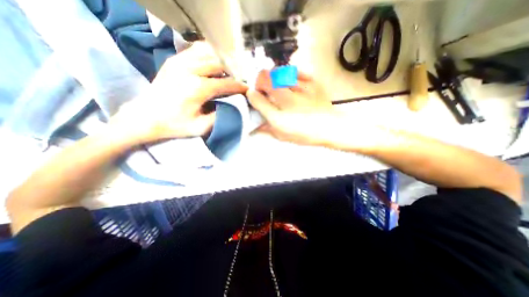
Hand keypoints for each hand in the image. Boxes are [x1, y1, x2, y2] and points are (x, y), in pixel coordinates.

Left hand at [110, 42, 250, 143]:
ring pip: (209, 52)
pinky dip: (209, 53)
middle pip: (220, 63)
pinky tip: (214, 62)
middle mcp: (190, 70)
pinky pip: (196, 49)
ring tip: (231, 69)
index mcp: (197, 88)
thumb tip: (233, 107)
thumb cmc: (174, 125)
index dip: (240, 86)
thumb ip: (220, 116)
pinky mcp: (174, 59)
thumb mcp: (200, 128)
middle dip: (234, 70)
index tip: (248, 89)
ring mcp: (180, 61)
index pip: (227, 82)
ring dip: (223, 59)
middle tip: (242, 78)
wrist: (145, 116)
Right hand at [247, 71, 342, 146]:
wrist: (330, 127)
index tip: (252, 95)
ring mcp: (300, 89)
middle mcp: (287, 101)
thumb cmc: (304, 134)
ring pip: (278, 71)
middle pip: (264, 78)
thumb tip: (254, 123)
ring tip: (275, 84)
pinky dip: (288, 74)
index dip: (251, 95)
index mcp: (279, 117)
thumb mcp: (282, 136)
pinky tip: (289, 81)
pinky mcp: (312, 82)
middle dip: (259, 81)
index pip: (256, 99)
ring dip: (272, 76)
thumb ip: (266, 128)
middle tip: (262, 88)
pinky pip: (295, 71)